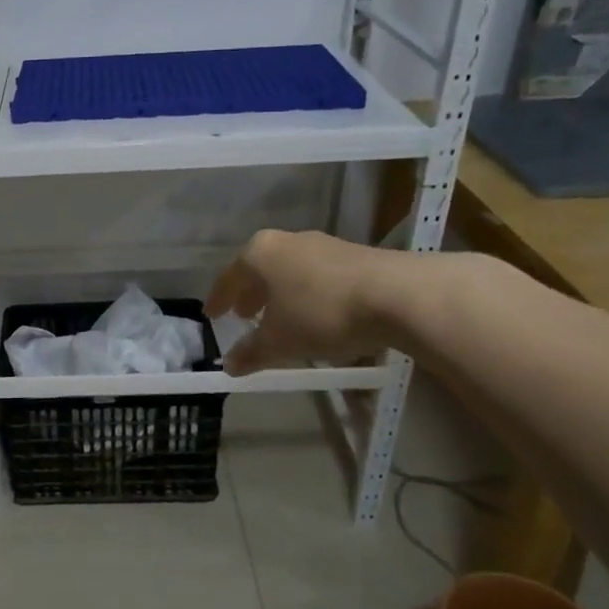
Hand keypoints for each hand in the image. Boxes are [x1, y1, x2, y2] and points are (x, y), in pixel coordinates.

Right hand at [205, 230, 405, 373]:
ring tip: (279, 317)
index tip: (212, 315)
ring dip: (280, 294)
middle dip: (250, 294)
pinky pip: (315, 275)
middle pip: (259, 269)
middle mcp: (287, 241)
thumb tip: (229, 366)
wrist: (397, 295)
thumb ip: (251, 352)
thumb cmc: (321, 313)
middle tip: (243, 315)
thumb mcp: (280, 341)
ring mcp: (322, 244)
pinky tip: (314, 314)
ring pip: (289, 270)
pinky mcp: (353, 255)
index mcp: (259, 253)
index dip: (219, 299)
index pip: (228, 277)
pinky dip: (306, 293)